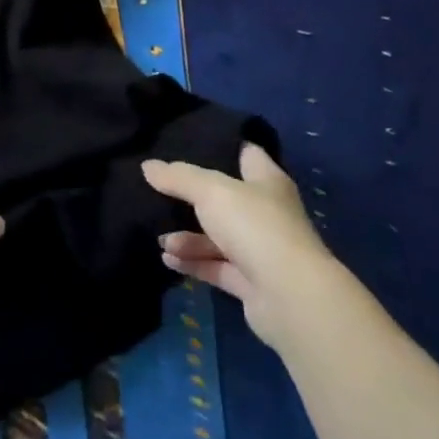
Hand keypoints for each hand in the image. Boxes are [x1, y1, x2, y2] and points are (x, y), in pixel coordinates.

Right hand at [144, 144, 338, 350]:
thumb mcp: (211, 191)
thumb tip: (147, 166)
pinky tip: (167, 258)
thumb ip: (179, 177)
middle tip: (159, 189)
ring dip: (188, 236)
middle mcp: (266, 212)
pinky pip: (215, 266)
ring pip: (218, 236)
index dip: (220, 146)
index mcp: (267, 180)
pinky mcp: (251, 282)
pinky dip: (193, 262)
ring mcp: (260, 249)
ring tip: (159, 236)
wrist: (290, 297)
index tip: (188, 141)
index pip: (245, 153)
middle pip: (226, 197)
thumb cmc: (255, 226)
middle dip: (194, 195)